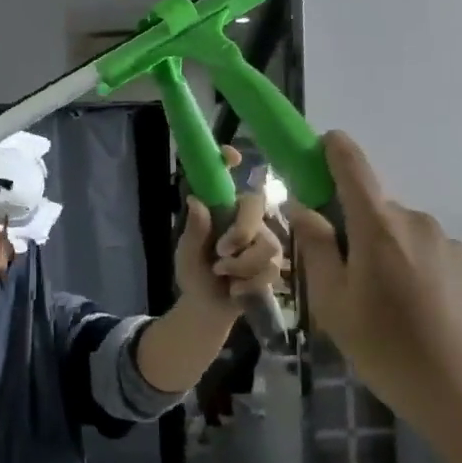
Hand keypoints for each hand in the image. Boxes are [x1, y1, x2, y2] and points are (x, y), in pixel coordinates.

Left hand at [175, 146, 289, 313]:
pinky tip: (236, 289)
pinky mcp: (274, 263)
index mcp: (220, 209)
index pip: (225, 178)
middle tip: (221, 252)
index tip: (230, 155)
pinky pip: (271, 268)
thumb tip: (196, 201)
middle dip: (241, 232)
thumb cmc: (195, 273)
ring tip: (222, 275)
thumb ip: (194, 231)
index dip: (228, 160)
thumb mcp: (186, 254)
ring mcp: (263, 238)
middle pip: (256, 205)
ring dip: (241, 265)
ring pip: (267, 244)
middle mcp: (245, 217)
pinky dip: (248, 283)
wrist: (208, 307)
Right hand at [285, 132, 461, 419]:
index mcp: (378, 226)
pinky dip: (408, 272)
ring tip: (377, 307)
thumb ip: (314, 248)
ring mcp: (448, 245)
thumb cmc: (386, 347)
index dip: (333, 149)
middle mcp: (416, 223)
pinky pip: (424, 256)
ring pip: (398, 235)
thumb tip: (302, 208)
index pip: (353, 167)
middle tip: (337, 277)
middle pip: (372, 210)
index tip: (318, 145)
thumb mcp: (332, 302)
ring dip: (380, 254)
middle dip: (350, 229)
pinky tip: (410, 316)